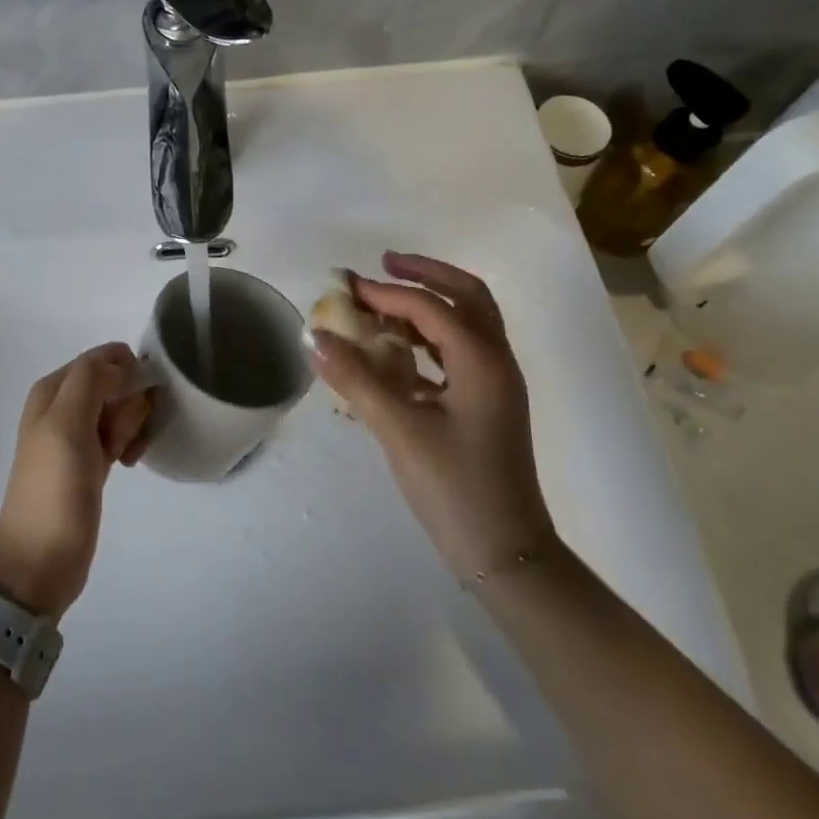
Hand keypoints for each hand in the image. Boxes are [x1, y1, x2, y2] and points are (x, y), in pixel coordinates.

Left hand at [0, 342, 153, 618]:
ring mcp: (78, 434)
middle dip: (131, 404)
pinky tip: (128, 463)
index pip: (103, 357)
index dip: (127, 374)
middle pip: (117, 381)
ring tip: (125, 455)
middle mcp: (64, 405)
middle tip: (121, 437)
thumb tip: (122, 362)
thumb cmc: (53, 489)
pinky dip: (130, 443)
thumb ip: (90, 380)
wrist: (40, 560)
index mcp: (53, 389)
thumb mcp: (66, 424)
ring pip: (123, 408)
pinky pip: (121, 434)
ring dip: (133, 426)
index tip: (135, 403)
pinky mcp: (92, 460)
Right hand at [308, 252, 556, 582]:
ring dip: (431, 303)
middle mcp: (496, 361)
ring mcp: (496, 383)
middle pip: (467, 296)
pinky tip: (399, 351)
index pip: (429, 307)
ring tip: (388, 300)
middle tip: (384, 264)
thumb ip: (355, 379)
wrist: (505, 554)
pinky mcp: (488, 404)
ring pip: (469, 322)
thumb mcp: (399, 431)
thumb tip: (313, 336)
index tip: (345, 288)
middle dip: (426, 274)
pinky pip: (461, 351)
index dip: (385, 294)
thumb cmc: (455, 489)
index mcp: (481, 360)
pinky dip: (432, 337)